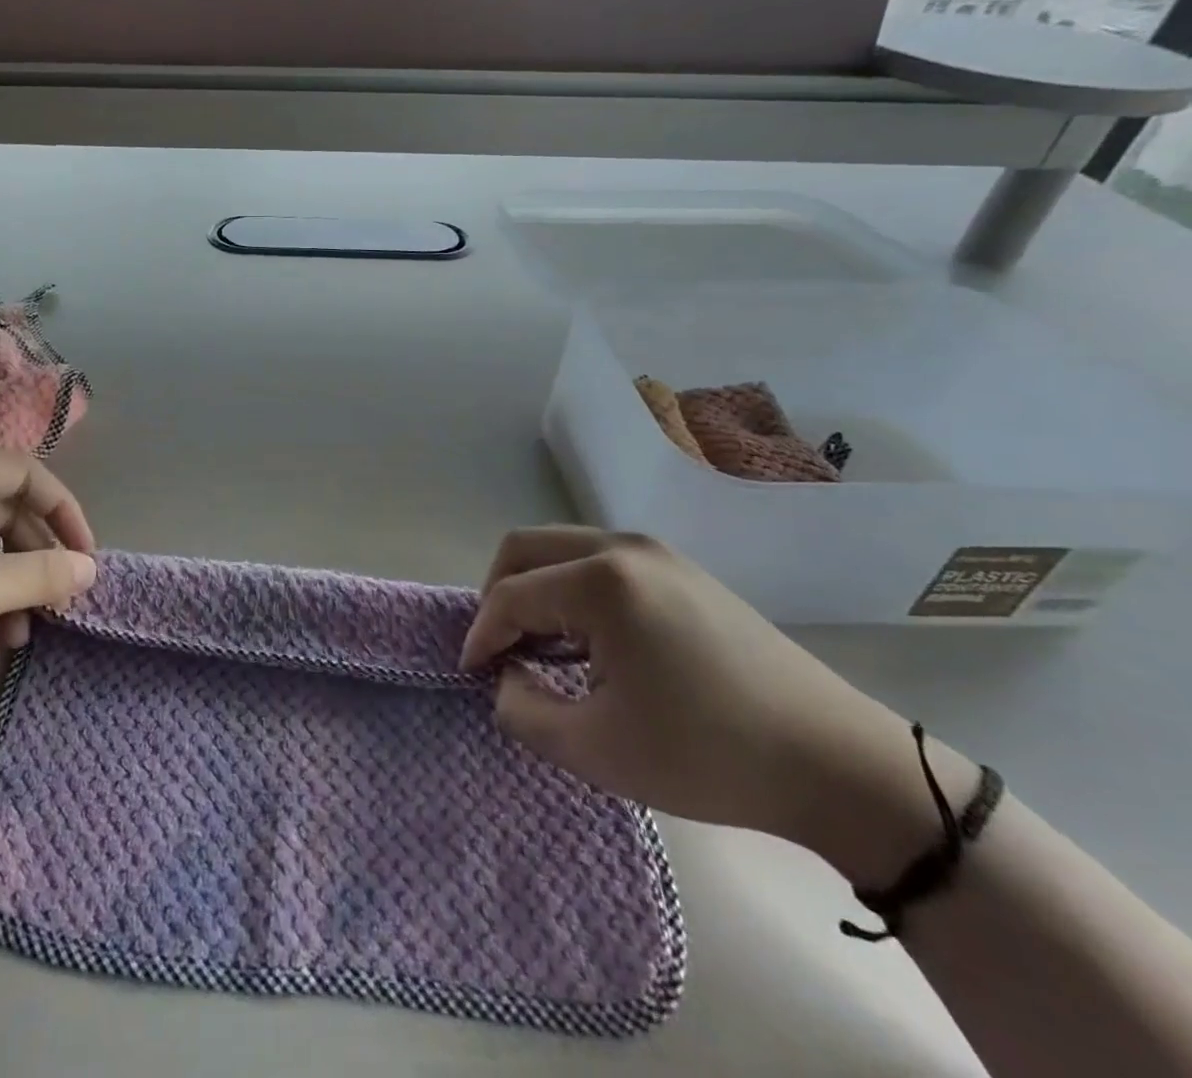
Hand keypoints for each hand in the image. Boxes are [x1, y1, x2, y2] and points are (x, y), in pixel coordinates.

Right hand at [460, 528, 961, 878]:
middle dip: (497, 595)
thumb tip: (507, 676)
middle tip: (500, 650)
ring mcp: (656, 553)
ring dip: (535, 590)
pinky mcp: (681, 569)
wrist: (838, 763)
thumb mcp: (594, 749)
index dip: (481, 635)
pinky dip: (570, 589)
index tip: (473, 675)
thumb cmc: (708, 755)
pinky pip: (598, 561)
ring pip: (561, 549)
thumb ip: (521, 710)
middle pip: (525, 548)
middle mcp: (622, 548)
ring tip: (541, 648)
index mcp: (600, 583)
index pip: (509, 595)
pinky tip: (588, 641)